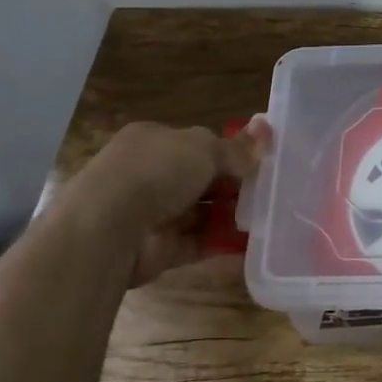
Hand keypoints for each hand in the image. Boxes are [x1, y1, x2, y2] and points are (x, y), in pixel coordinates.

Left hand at [58, 120, 267, 284]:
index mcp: (152, 140)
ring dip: (232, 213)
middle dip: (234, 183)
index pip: (195, 143)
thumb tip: (267, 131)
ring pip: (201, 211)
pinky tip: (255, 241)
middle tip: (272, 188)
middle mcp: (149, 175)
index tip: (260, 159)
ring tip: (271, 214)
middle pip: (200, 178)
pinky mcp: (159, 250)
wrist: (108, 228)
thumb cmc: (155, 171)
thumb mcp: (203, 148)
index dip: (228, 150)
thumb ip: (236, 148)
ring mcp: (152, 214)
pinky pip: (199, 243)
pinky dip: (224, 242)